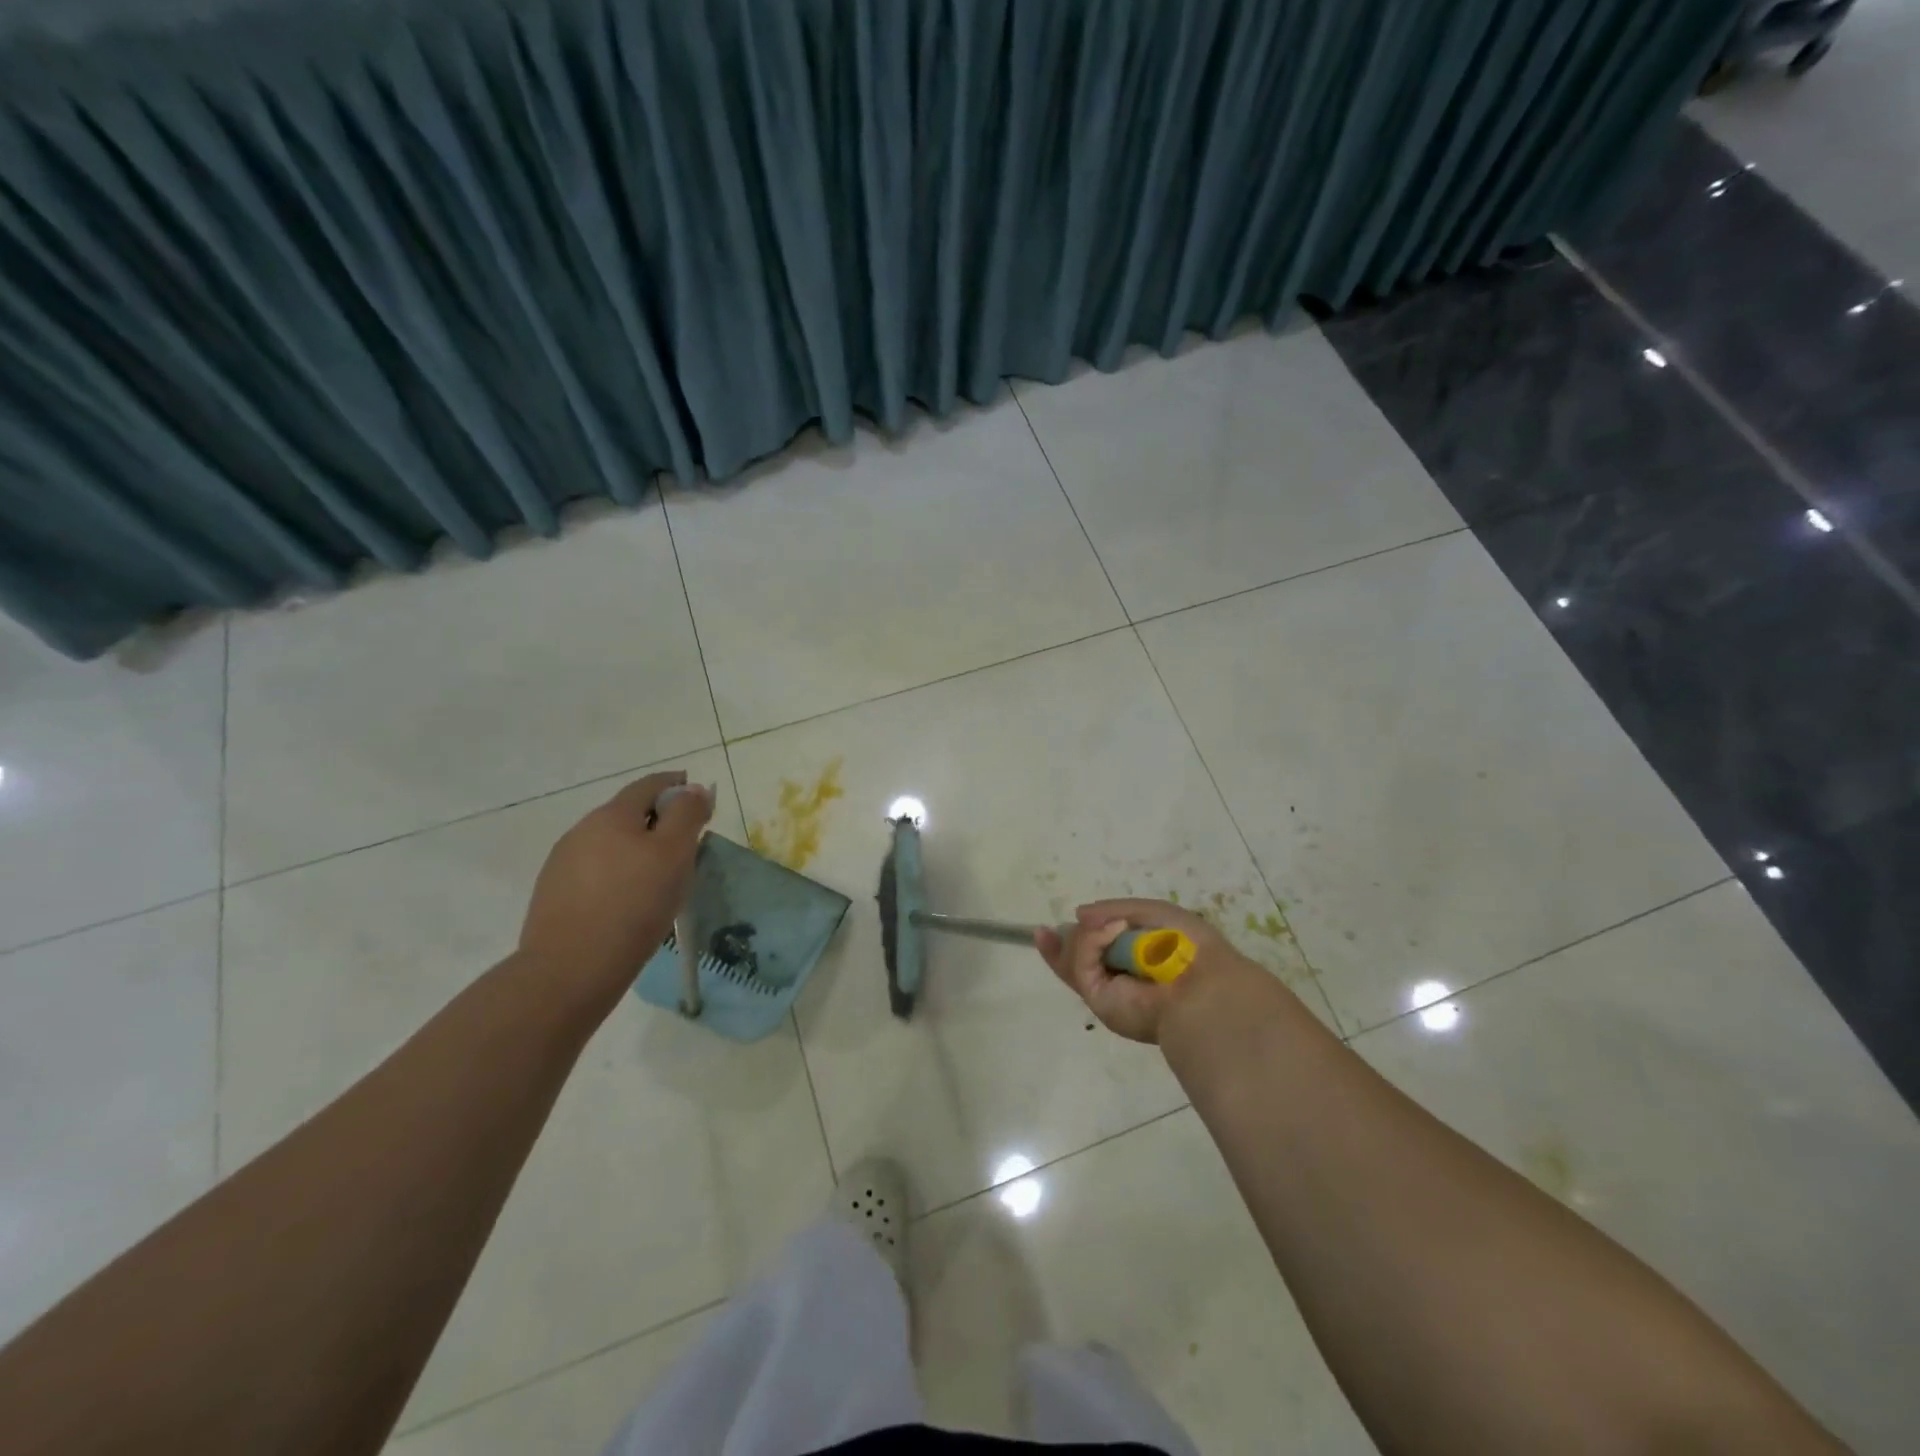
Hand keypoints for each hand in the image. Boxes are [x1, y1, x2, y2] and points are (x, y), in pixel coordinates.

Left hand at [519, 770, 713, 1000]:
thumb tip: (692, 789)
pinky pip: (595, 871)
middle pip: (628, 813)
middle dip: (658, 821)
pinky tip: (628, 900)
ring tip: (659, 878)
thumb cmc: (635, 904)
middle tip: (687, 845)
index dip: (678, 786)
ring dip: (636, 849)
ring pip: (610, 844)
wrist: (570, 970)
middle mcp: (582, 830)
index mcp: (613, 814)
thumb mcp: (675, 853)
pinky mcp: (554, 894)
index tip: (700, 802)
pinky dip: (617, 874)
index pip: (650, 785)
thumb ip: (687, 814)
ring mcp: (563, 863)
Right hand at [1035, 897, 1262, 1044]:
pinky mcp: (1098, 1000)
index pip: (1095, 951)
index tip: (1044, 929)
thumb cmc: (1187, 946)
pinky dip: (1092, 941)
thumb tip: (1078, 914)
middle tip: (1045, 931)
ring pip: (1072, 957)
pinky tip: (1114, 931)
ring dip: (1090, 935)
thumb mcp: (1153, 912)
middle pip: (1073, 960)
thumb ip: (1113, 909)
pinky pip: (1080, 963)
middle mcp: (1117, 979)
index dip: (1071, 939)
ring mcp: (1106, 990)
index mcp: (1134, 960)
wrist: (1204, 985)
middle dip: (1060, 944)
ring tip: (1117, 928)